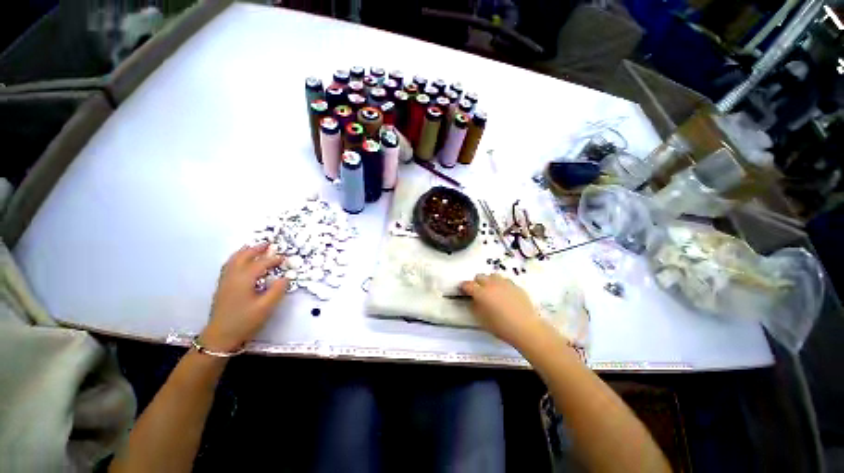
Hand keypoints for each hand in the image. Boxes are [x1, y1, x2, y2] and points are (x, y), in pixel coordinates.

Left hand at [200, 243, 287, 351]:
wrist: (220, 337)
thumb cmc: (245, 321)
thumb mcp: (266, 307)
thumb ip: (278, 290)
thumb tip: (286, 277)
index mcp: (244, 279)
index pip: (261, 263)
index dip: (274, 259)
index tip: (284, 258)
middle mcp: (232, 276)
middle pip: (243, 257)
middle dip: (256, 249)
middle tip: (268, 244)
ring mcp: (225, 281)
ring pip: (233, 260)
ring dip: (244, 252)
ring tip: (253, 248)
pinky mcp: (222, 287)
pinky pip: (229, 266)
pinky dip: (236, 259)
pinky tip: (240, 262)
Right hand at [459, 273, 545, 346]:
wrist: (526, 328)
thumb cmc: (501, 326)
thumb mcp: (482, 319)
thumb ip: (474, 306)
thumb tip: (472, 300)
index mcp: (481, 292)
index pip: (468, 285)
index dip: (463, 287)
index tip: (462, 291)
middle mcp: (491, 284)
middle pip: (480, 276)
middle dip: (476, 283)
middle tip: (478, 292)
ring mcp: (505, 283)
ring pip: (492, 276)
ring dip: (489, 281)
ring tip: (492, 291)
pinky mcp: (516, 286)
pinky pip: (505, 281)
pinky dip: (501, 285)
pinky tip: (504, 294)